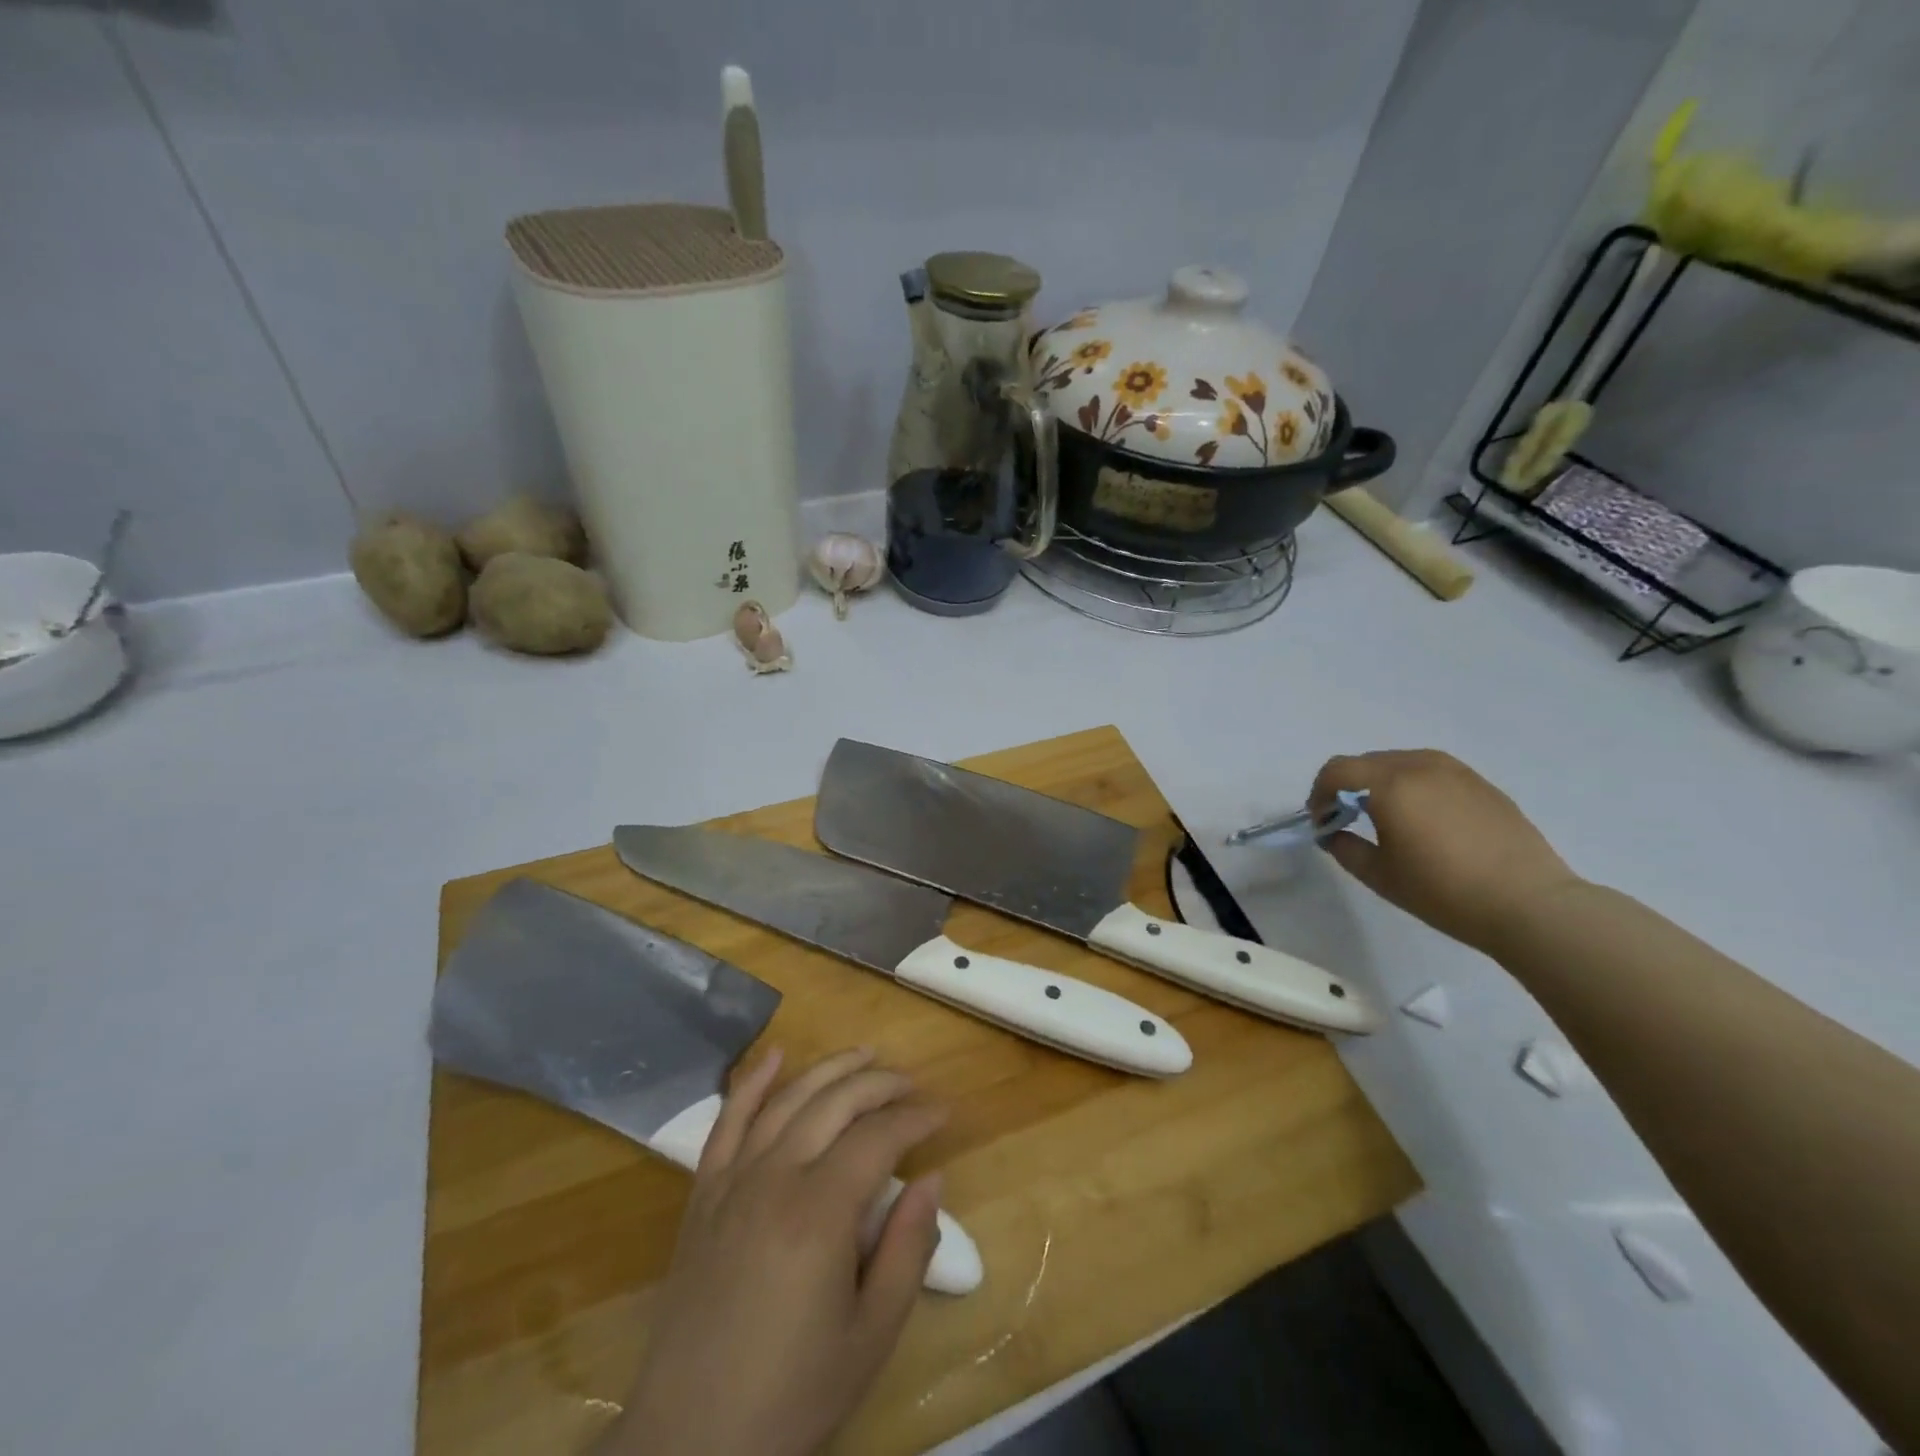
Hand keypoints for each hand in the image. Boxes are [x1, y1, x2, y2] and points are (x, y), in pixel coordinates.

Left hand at [602, 1048, 947, 1455]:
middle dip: (880, 1083)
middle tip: (912, 1084)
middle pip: (836, 1103)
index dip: (916, 1118)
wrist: (690, 1444)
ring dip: (830, 1069)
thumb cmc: (792, 1395)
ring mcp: (733, 1180)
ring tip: (865, 1054)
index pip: (879, 1137)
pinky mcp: (703, 1194)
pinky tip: (776, 1055)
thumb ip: (907, 1249)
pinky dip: (752, 1082)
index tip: (944, 1112)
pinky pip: (728, 1121)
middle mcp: (775, 1177)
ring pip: (788, 1099)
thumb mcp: (871, 1336)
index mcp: (820, 1212)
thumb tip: (932, 1178)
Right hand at [1311, 750, 1582, 953]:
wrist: (1529, 904)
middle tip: (1347, 820)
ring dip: (1379, 783)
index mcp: (1390, 785)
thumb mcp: (1378, 875)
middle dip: (1347, 786)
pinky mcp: (1482, 784)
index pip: (1336, 770)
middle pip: (1366, 762)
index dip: (1319, 793)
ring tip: (1385, 818)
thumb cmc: (1444, 891)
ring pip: (1399, 763)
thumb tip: (1333, 832)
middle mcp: (1421, 766)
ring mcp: (1456, 771)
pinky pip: (1431, 772)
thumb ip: (1343, 847)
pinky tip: (1424, 821)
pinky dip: (1412, 786)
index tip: (1322, 822)